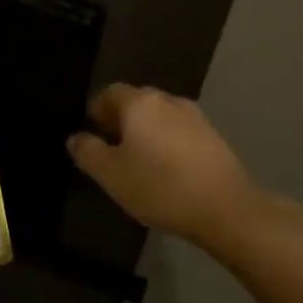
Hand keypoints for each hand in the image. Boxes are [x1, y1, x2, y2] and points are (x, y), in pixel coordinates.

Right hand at [68, 84, 296, 251]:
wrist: (227, 209)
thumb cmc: (160, 187)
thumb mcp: (110, 175)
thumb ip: (87, 152)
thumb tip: (75, 137)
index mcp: (139, 103)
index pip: (108, 93)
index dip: (96, 112)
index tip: (92, 138)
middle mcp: (167, 100)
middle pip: (135, 102)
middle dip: (120, 122)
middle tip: (112, 153)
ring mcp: (195, 117)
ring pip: (159, 118)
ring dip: (146, 134)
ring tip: (140, 165)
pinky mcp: (214, 137)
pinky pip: (179, 133)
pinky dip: (168, 145)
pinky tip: (168, 172)